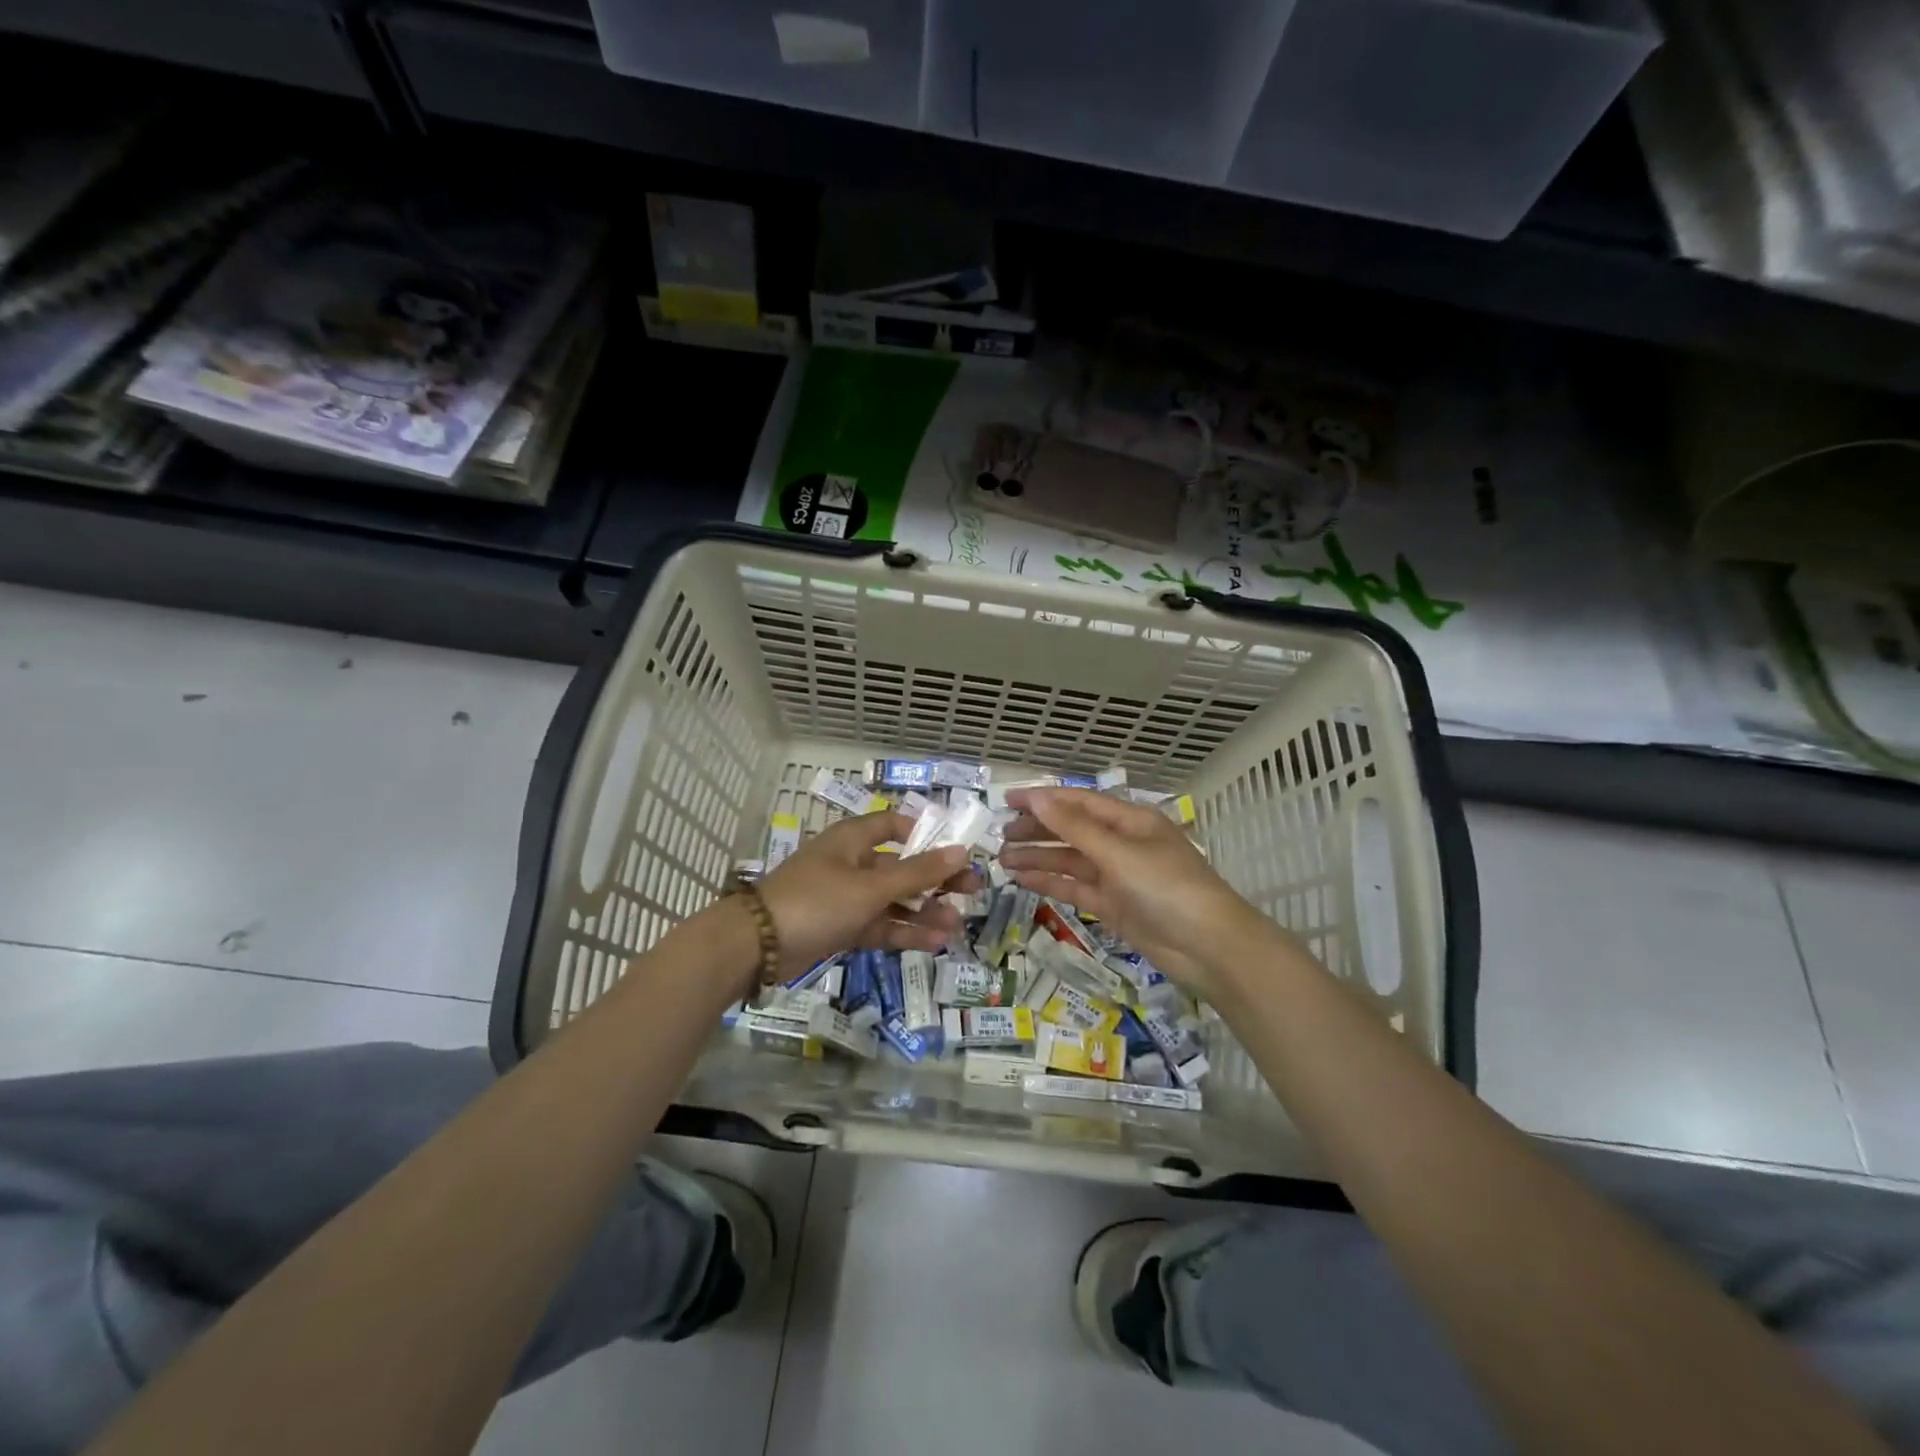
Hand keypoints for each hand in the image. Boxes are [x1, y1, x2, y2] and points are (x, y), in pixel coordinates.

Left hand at [756, 810, 974, 974]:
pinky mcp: (841, 927)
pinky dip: (903, 932)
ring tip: (956, 926)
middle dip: (935, 880)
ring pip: (893, 901)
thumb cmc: (817, 900)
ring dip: (923, 912)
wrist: (757, 945)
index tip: (955, 850)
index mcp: (853, 839)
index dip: (925, 834)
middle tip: (972, 891)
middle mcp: (851, 863)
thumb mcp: (871, 886)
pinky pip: (879, 925)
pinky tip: (933, 943)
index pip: (894, 825)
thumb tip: (961, 851)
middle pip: (901, 867)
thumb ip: (918, 873)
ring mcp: (846, 897)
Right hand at [999, 788, 1265, 996]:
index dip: (1042, 799)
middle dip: (1036, 830)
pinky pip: (1075, 887)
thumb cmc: (1168, 888)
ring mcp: (1117, 875)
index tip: (1006, 801)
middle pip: (1071, 829)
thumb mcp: (1119, 853)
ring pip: (1069, 860)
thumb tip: (1036, 798)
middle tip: (1000, 836)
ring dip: (1038, 857)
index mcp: (1129, 820)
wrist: (1208, 947)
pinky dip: (1050, 882)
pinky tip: (1023, 879)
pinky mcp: (1113, 905)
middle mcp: (1121, 843)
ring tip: (1002, 860)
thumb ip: (1074, 828)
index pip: (1078, 801)